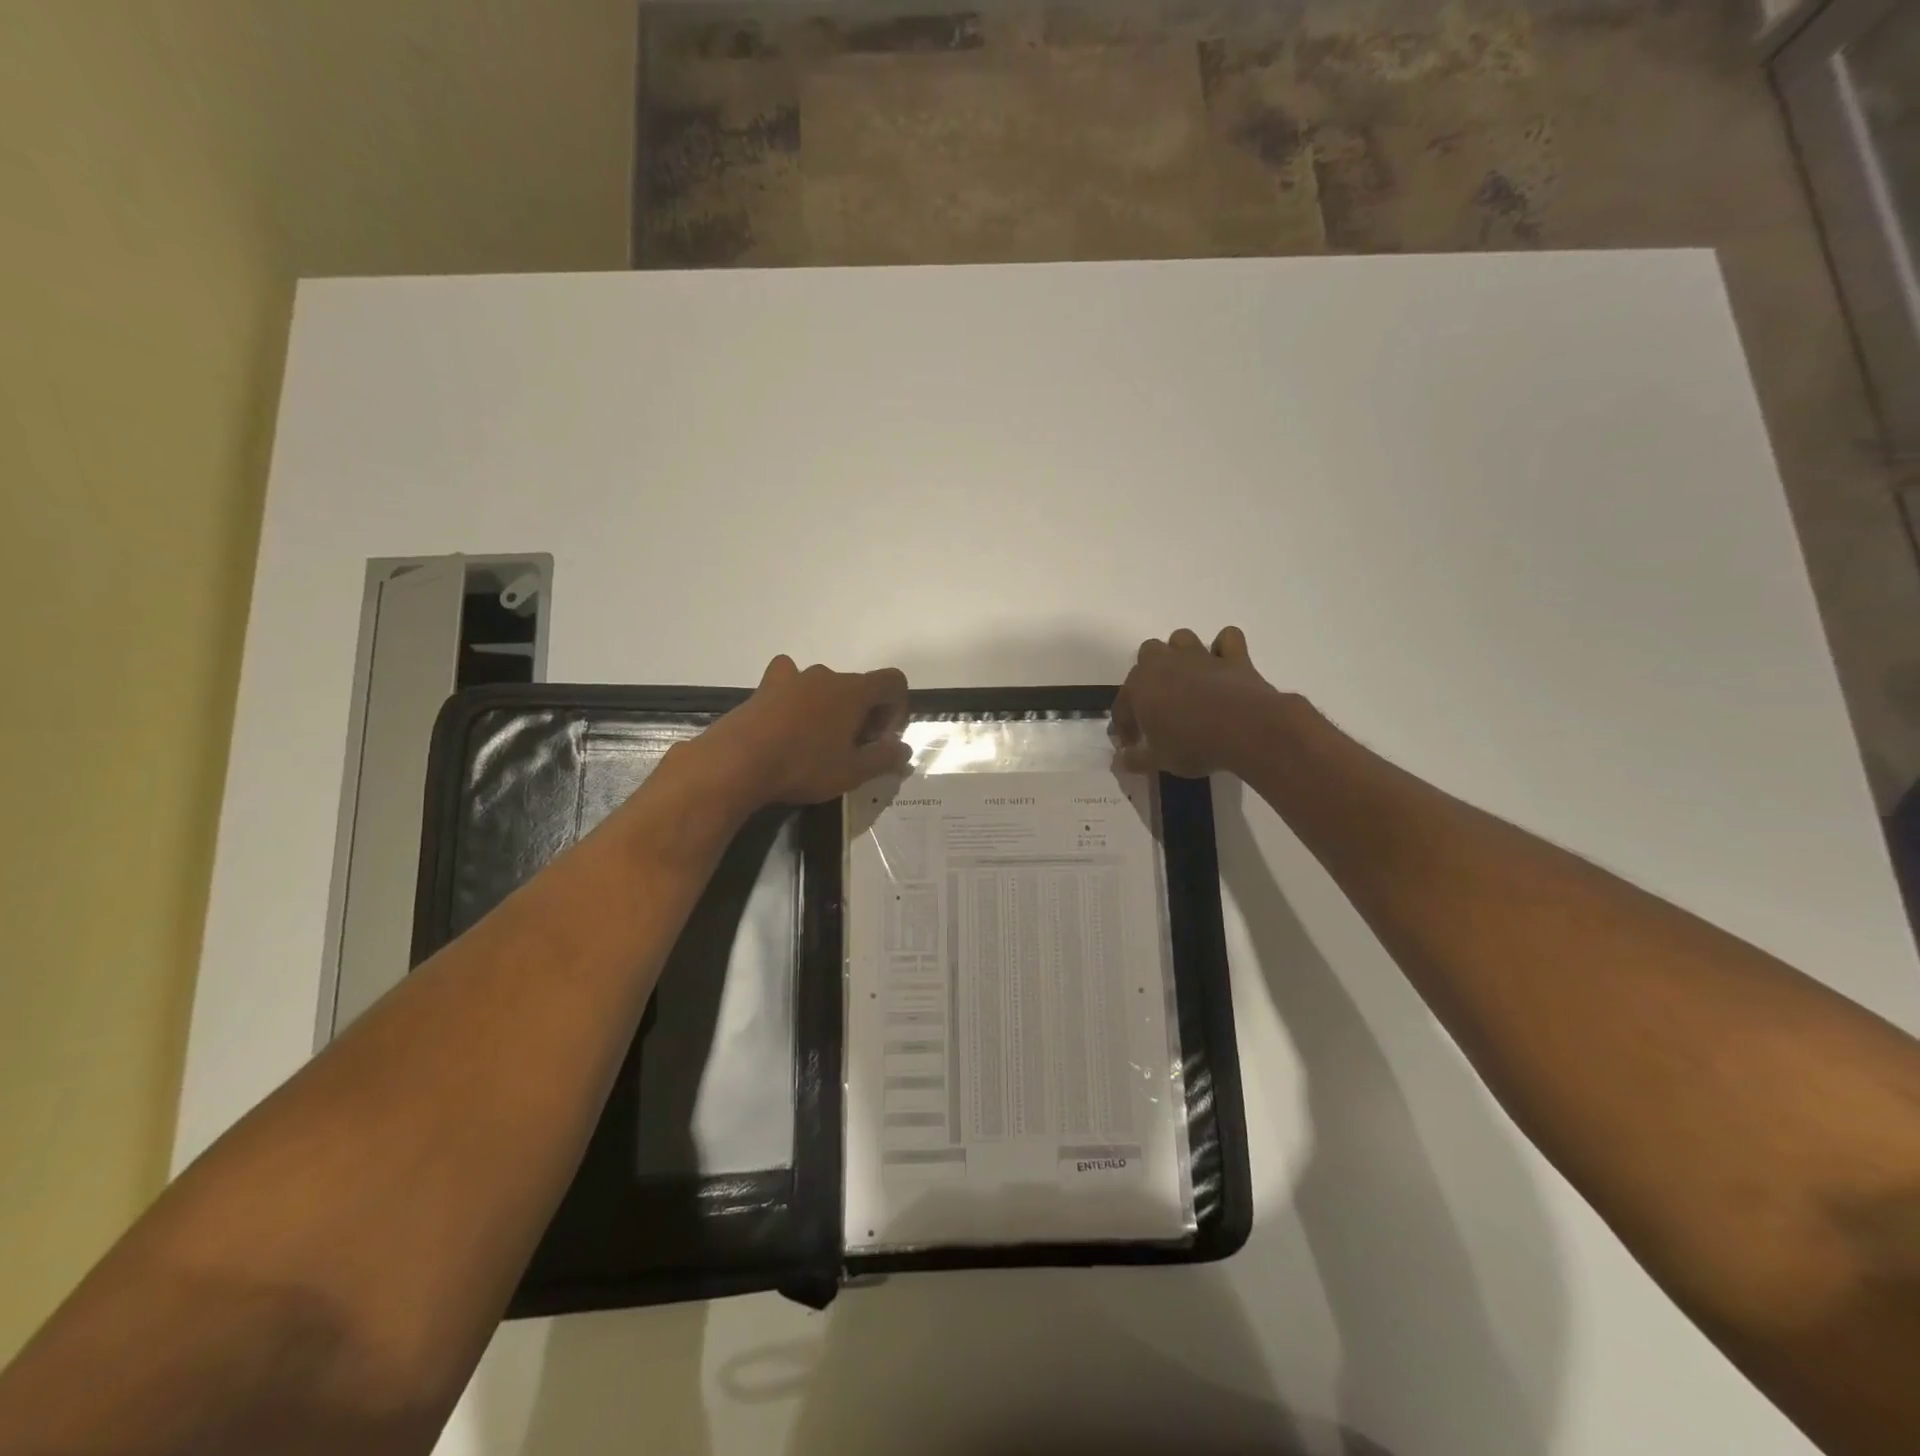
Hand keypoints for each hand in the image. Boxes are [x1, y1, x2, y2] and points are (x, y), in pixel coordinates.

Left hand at [698, 655, 911, 807]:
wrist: (738, 762)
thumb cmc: (804, 766)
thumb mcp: (853, 772)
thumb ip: (884, 758)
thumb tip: (904, 749)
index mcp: (854, 691)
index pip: (892, 681)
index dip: (897, 708)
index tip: (883, 738)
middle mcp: (826, 676)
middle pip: (859, 687)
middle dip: (864, 714)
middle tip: (853, 749)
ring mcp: (793, 678)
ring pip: (825, 686)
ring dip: (832, 707)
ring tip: (819, 741)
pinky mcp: (765, 687)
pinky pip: (789, 681)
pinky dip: (796, 695)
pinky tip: (788, 719)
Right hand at [1111, 627, 1286, 777]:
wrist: (1245, 731)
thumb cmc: (1193, 745)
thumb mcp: (1158, 761)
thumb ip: (1135, 760)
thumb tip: (1120, 761)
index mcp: (1140, 687)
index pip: (1123, 704)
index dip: (1125, 725)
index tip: (1133, 745)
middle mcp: (1165, 663)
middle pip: (1148, 654)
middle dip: (1150, 675)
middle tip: (1159, 703)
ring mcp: (1200, 656)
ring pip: (1182, 639)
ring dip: (1180, 654)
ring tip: (1187, 679)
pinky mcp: (1233, 656)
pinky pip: (1228, 639)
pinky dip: (1225, 648)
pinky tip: (1223, 664)